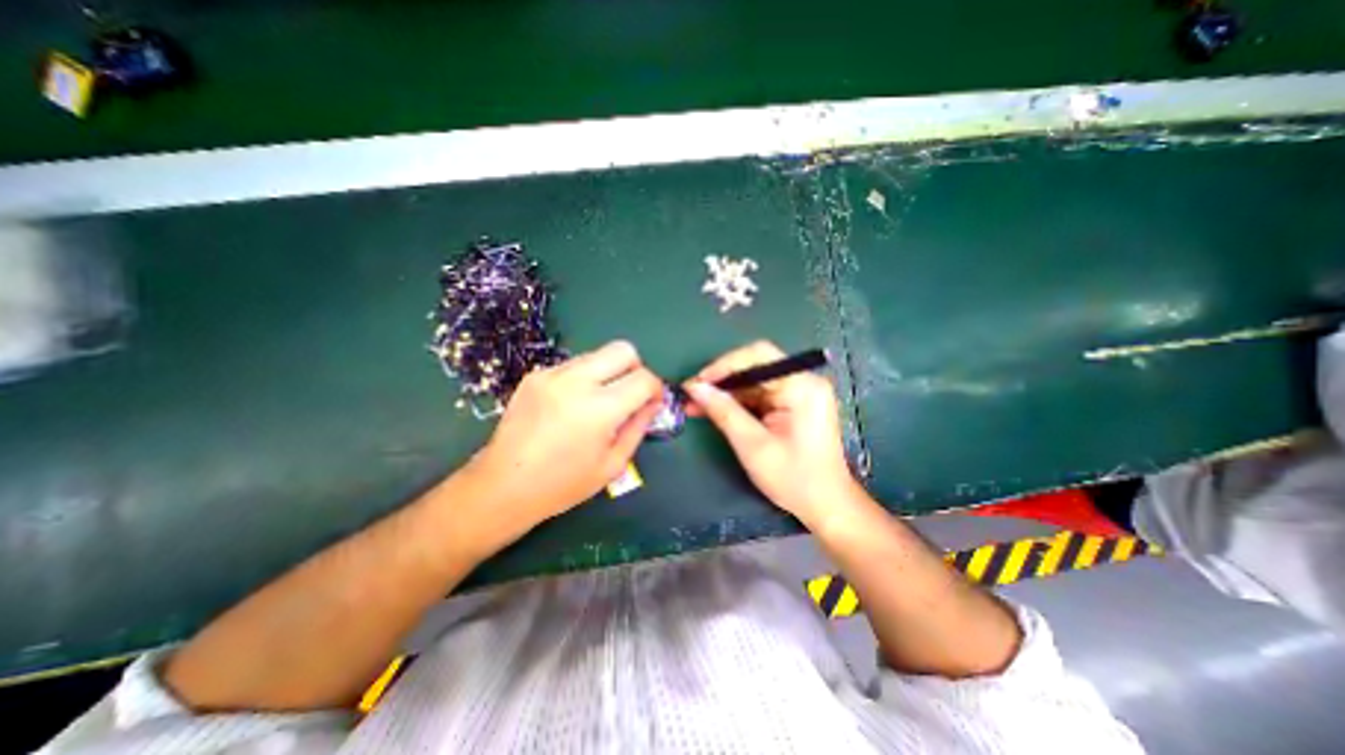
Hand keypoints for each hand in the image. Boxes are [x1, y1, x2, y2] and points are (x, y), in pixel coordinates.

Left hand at [468, 339, 665, 533]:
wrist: (503, 486)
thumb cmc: (563, 484)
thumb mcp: (612, 464)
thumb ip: (638, 428)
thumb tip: (652, 403)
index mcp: (599, 409)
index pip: (643, 378)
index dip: (656, 388)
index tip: (652, 401)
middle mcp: (576, 382)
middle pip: (622, 350)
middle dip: (636, 368)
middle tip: (630, 393)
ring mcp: (552, 374)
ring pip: (597, 354)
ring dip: (608, 372)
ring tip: (598, 401)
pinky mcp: (535, 375)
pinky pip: (573, 365)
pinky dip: (584, 378)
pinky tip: (573, 404)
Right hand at [684, 340, 860, 525]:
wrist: (826, 505)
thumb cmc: (793, 478)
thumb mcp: (753, 445)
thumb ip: (724, 412)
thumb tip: (695, 387)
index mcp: (802, 386)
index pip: (758, 356)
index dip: (724, 365)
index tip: (697, 382)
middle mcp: (803, 381)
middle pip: (754, 368)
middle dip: (721, 381)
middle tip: (691, 395)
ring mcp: (799, 392)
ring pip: (753, 382)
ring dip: (725, 393)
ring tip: (695, 405)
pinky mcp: (793, 404)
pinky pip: (759, 395)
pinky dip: (737, 403)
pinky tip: (715, 411)